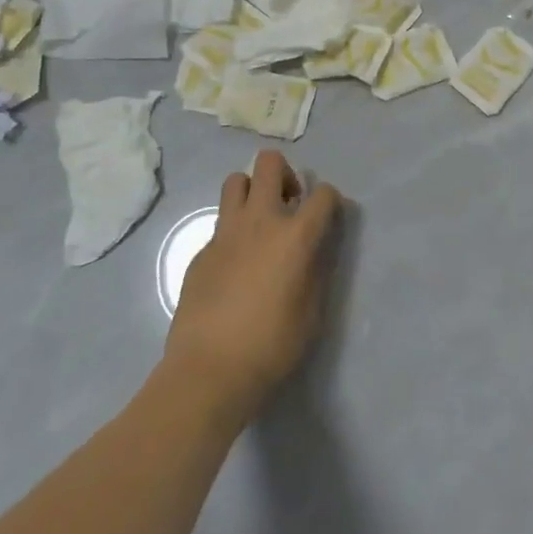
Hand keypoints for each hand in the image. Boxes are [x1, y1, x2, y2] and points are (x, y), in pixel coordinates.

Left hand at [165, 150, 342, 426]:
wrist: (209, 370)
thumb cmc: (272, 345)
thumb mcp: (312, 310)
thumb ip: (316, 268)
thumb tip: (316, 246)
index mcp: (295, 235)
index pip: (324, 194)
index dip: (331, 201)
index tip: (329, 218)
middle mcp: (260, 221)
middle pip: (270, 163)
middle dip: (285, 174)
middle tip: (288, 204)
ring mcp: (225, 233)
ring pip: (236, 181)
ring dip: (252, 192)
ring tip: (259, 223)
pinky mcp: (201, 251)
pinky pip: (220, 222)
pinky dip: (233, 231)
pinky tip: (235, 265)